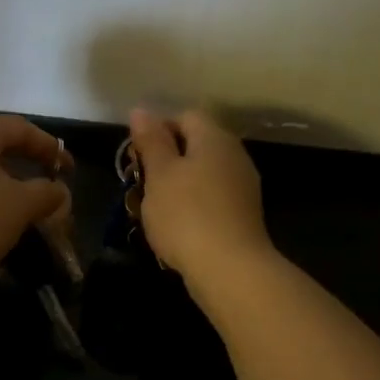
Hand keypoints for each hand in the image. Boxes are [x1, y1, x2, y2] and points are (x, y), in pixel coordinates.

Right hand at [129, 108, 271, 278]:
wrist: (229, 269)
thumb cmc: (186, 215)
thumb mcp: (159, 174)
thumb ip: (151, 141)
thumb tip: (141, 110)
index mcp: (214, 138)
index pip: (184, 116)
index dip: (157, 131)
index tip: (136, 157)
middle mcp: (235, 155)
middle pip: (195, 145)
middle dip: (165, 161)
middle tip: (141, 184)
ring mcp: (243, 186)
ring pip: (202, 174)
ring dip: (177, 185)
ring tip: (154, 209)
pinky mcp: (243, 214)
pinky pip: (212, 198)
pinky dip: (193, 206)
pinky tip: (177, 227)